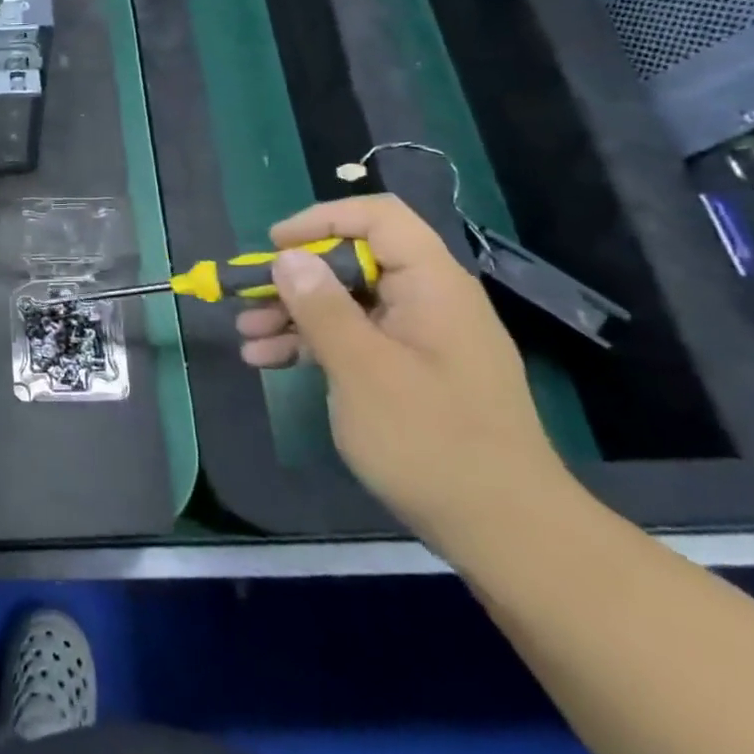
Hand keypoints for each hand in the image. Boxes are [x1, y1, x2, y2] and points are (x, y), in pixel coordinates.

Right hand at [235, 195, 573, 551]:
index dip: (322, 220)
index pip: (377, 218)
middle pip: (354, 262)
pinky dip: (313, 345)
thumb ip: (322, 307)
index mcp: (432, 285)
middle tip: (247, 299)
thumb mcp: (363, 370)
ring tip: (246, 335)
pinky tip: (268, 361)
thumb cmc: (432, 442)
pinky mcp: (411, 374)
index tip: (275, 246)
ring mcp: (421, 340)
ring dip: (294, 315)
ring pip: (348, 303)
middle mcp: (428, 302)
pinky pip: (356, 340)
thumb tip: (288, 257)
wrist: (507, 535)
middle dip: (295, 278)